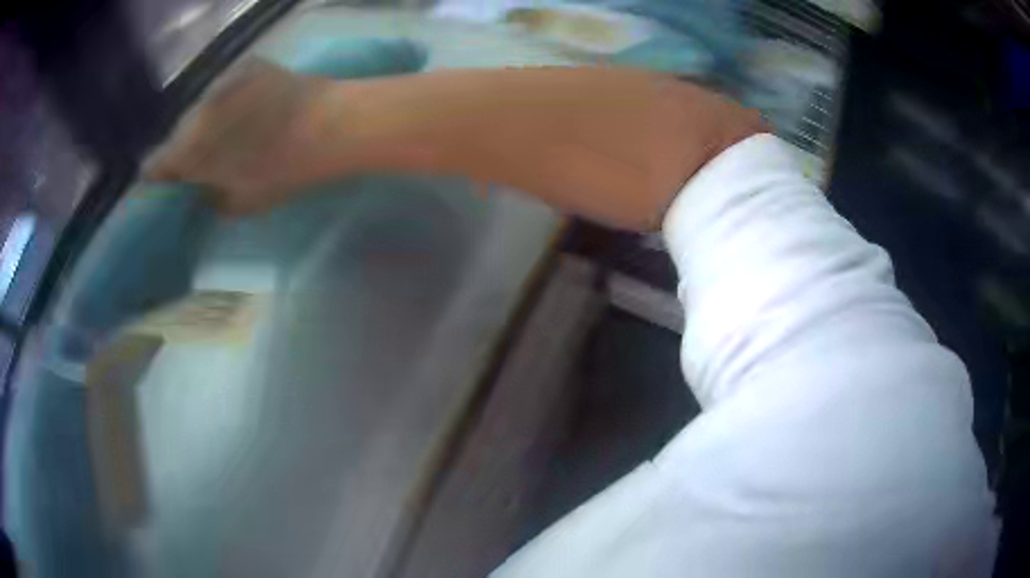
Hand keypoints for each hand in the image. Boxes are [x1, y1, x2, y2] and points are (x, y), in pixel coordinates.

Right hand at [144, 59, 339, 214]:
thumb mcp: (240, 204)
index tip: (174, 180)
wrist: (328, 126)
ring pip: (202, 107)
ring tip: (234, 129)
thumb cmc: (283, 172)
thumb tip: (201, 191)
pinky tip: (251, 105)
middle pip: (179, 133)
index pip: (154, 164)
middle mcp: (195, 111)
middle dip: (188, 147)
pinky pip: (226, 86)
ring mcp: (220, 82)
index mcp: (188, 149)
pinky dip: (230, 98)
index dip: (162, 175)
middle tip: (208, 156)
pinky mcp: (244, 64)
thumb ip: (210, 199)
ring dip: (210, 120)